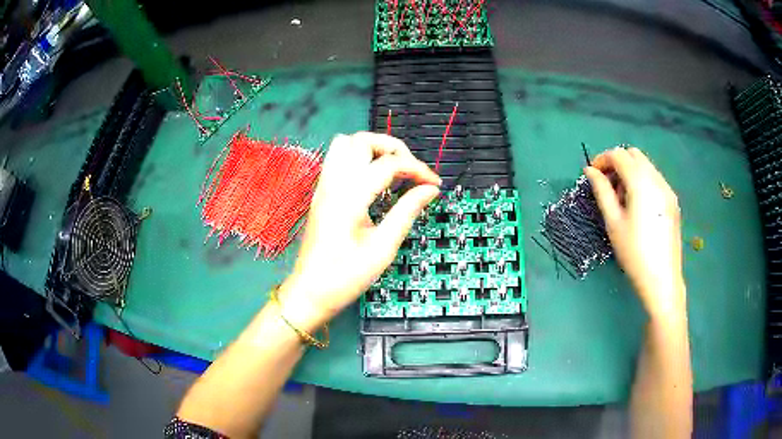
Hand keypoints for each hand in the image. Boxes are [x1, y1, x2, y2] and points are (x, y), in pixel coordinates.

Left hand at [277, 132, 440, 330]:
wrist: (310, 292)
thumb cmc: (345, 277)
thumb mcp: (383, 248)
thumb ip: (407, 212)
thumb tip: (429, 191)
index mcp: (349, 197)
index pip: (388, 164)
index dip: (417, 169)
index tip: (433, 185)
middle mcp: (332, 184)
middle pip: (362, 140)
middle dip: (393, 148)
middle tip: (411, 172)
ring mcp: (323, 186)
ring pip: (346, 144)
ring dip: (373, 149)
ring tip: (393, 171)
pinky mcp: (321, 193)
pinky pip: (338, 159)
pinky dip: (360, 159)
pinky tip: (373, 181)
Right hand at [584, 147, 684, 316]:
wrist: (662, 279)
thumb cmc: (634, 252)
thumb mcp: (613, 222)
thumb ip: (601, 191)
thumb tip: (590, 171)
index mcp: (641, 182)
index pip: (619, 155)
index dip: (602, 159)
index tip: (593, 174)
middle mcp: (657, 179)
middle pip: (634, 154)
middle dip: (617, 162)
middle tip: (608, 185)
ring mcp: (667, 189)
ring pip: (646, 165)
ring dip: (630, 172)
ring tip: (622, 198)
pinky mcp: (673, 200)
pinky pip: (655, 178)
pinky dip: (642, 181)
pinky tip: (638, 206)